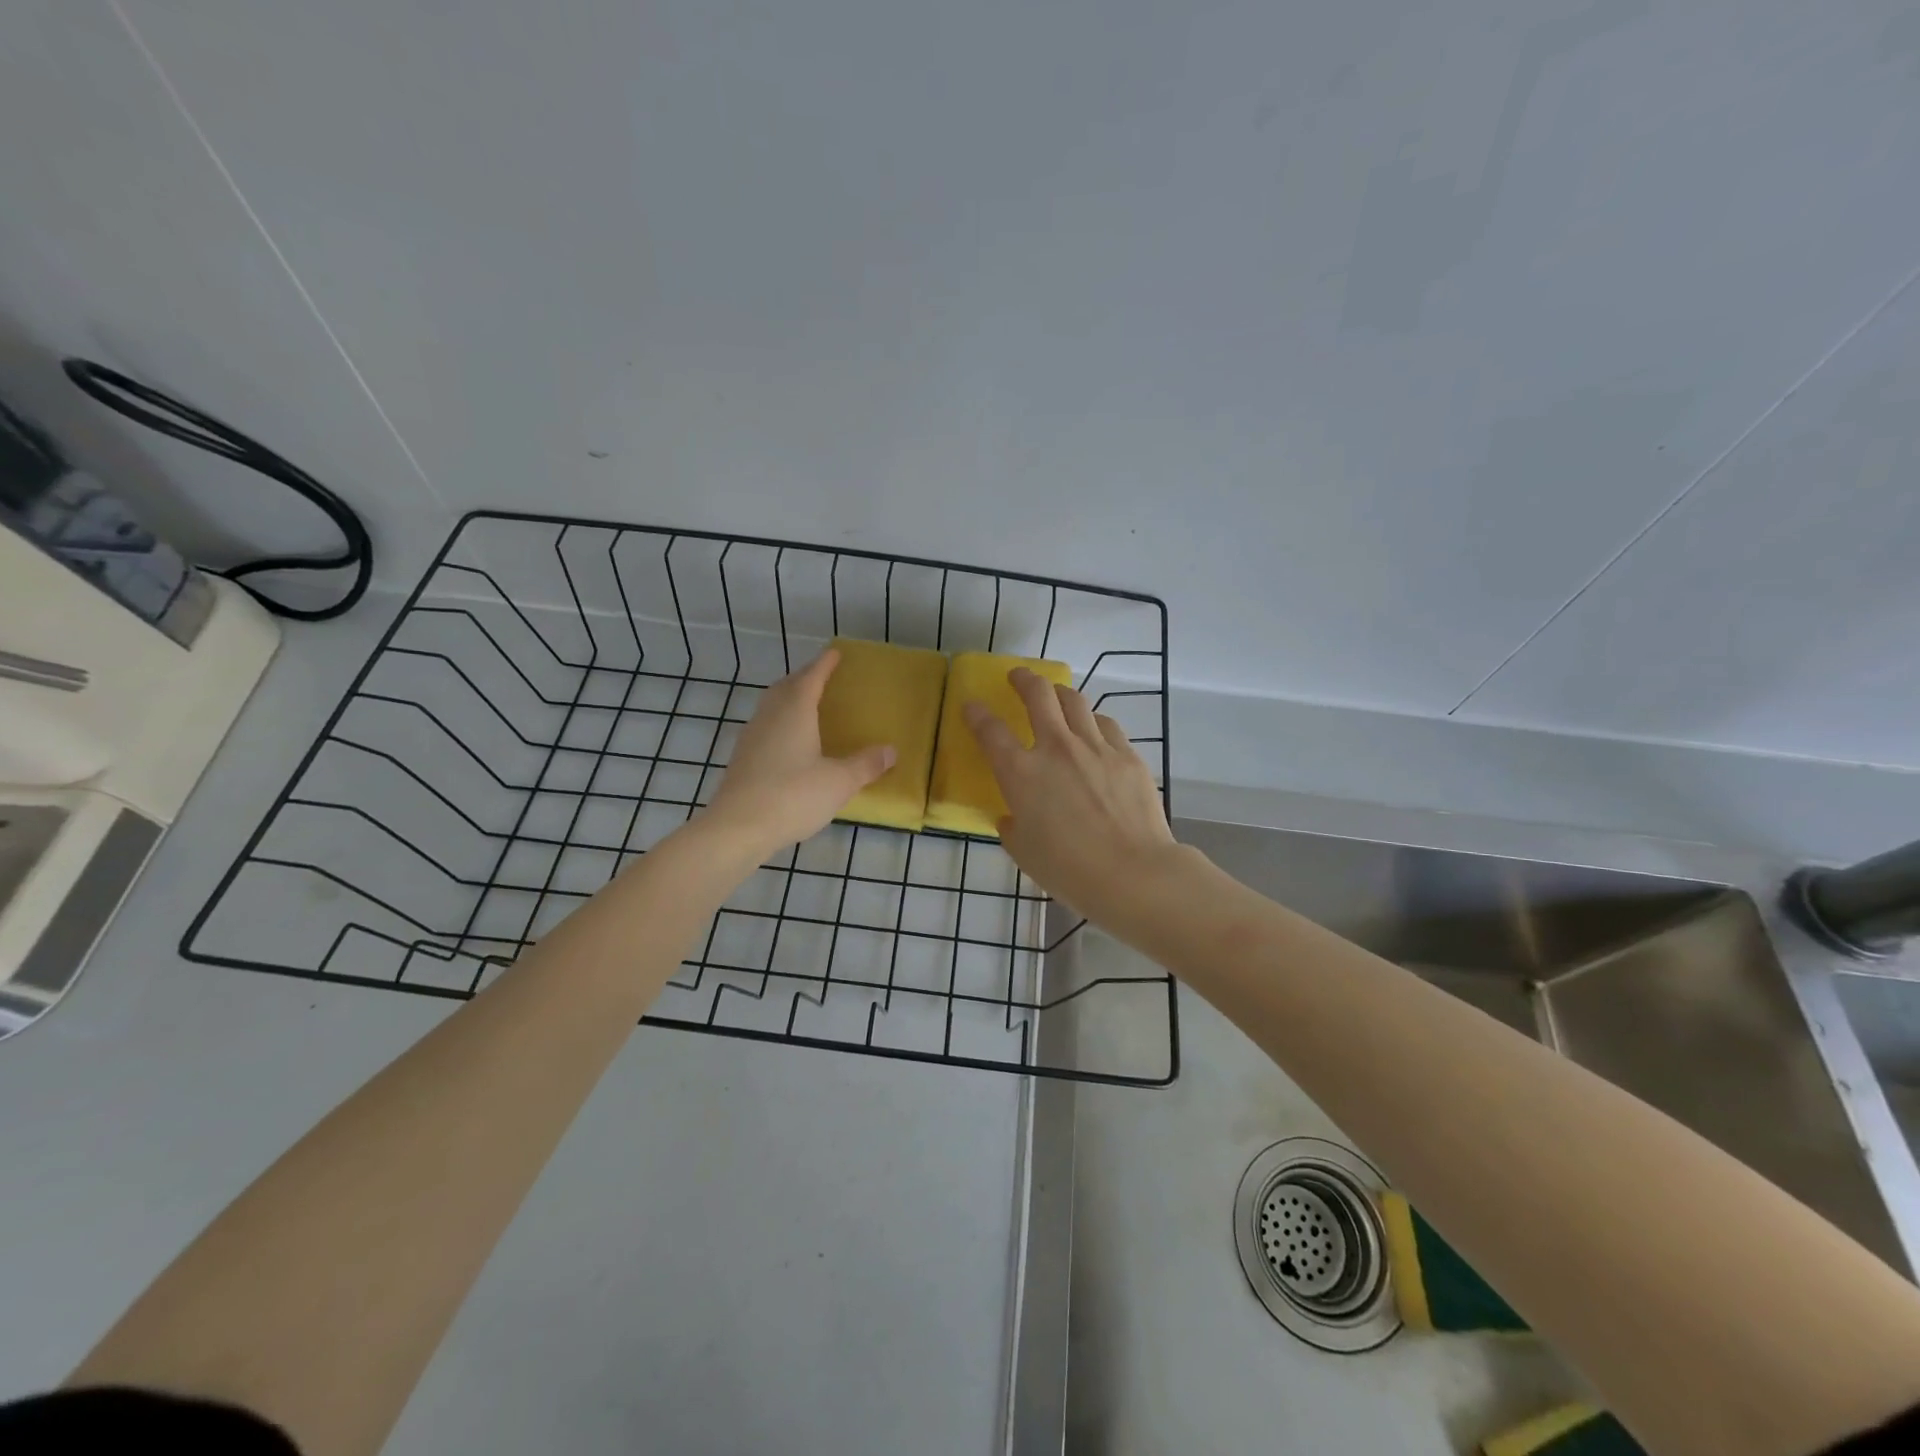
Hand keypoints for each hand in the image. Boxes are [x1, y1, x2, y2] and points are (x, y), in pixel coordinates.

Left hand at [702, 649, 894, 855]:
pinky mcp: (741, 760)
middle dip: (804, 678)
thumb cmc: (792, 796)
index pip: (811, 678)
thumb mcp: (839, 782)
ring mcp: (751, 738)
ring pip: (771, 707)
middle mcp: (770, 717)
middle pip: (786, 687)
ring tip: (806, 706)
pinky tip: (788, 743)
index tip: (834, 653)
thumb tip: (890, 751)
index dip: (824, 664)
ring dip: (788, 700)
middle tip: (821, 677)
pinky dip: (779, 724)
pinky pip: (764, 728)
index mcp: (795, 712)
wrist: (737, 828)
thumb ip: (865, 765)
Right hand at [964, 669, 1176, 923]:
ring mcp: (1095, 747)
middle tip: (1018, 678)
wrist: (1133, 873)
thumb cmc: (1069, 870)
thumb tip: (1013, 816)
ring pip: (1075, 701)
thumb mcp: (1024, 852)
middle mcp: (1056, 749)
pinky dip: (1092, 721)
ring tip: (1056, 696)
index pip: (990, 731)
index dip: (977, 714)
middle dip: (1023, 679)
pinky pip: (1105, 725)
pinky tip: (1093, 730)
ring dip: (1059, 693)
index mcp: (1022, 773)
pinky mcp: (1127, 755)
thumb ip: (1013, 827)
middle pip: (1037, 695)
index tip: (971, 706)